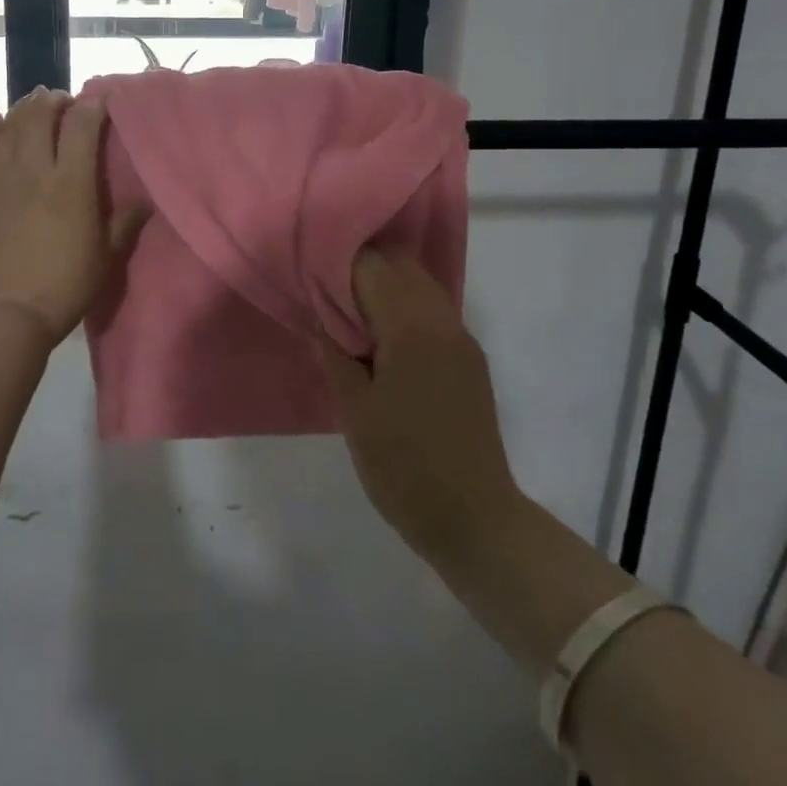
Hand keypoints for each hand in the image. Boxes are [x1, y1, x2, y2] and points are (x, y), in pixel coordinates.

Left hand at [0, 89, 145, 345]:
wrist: (4, 314)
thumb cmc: (64, 286)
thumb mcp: (106, 257)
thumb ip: (126, 222)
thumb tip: (146, 200)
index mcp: (72, 183)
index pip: (82, 125)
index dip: (92, 106)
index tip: (99, 101)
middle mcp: (34, 170)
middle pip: (41, 115)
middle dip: (53, 100)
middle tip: (62, 101)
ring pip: (10, 125)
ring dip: (24, 108)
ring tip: (34, 104)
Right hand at [319, 248, 523, 568]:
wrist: (476, 522)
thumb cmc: (404, 467)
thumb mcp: (354, 411)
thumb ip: (334, 352)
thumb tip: (320, 315)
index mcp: (411, 328)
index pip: (371, 266)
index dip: (337, 264)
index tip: (310, 275)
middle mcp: (442, 320)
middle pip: (400, 264)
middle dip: (362, 266)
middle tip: (326, 290)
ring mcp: (461, 338)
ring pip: (420, 282)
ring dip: (386, 283)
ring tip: (350, 310)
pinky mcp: (470, 358)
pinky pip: (433, 308)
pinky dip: (405, 303)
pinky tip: (382, 334)